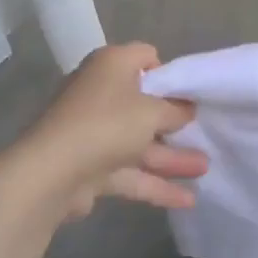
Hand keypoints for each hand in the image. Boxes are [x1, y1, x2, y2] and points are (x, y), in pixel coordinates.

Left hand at [24, 43, 207, 218]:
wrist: (52, 173)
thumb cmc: (107, 124)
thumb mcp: (152, 112)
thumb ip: (175, 110)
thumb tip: (187, 109)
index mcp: (112, 65)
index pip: (146, 57)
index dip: (169, 74)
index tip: (188, 94)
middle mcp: (101, 92)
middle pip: (144, 103)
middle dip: (174, 122)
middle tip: (203, 132)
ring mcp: (94, 131)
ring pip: (139, 141)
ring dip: (171, 156)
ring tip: (206, 169)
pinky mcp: (91, 166)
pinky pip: (129, 171)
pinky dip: (155, 183)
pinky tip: (187, 200)